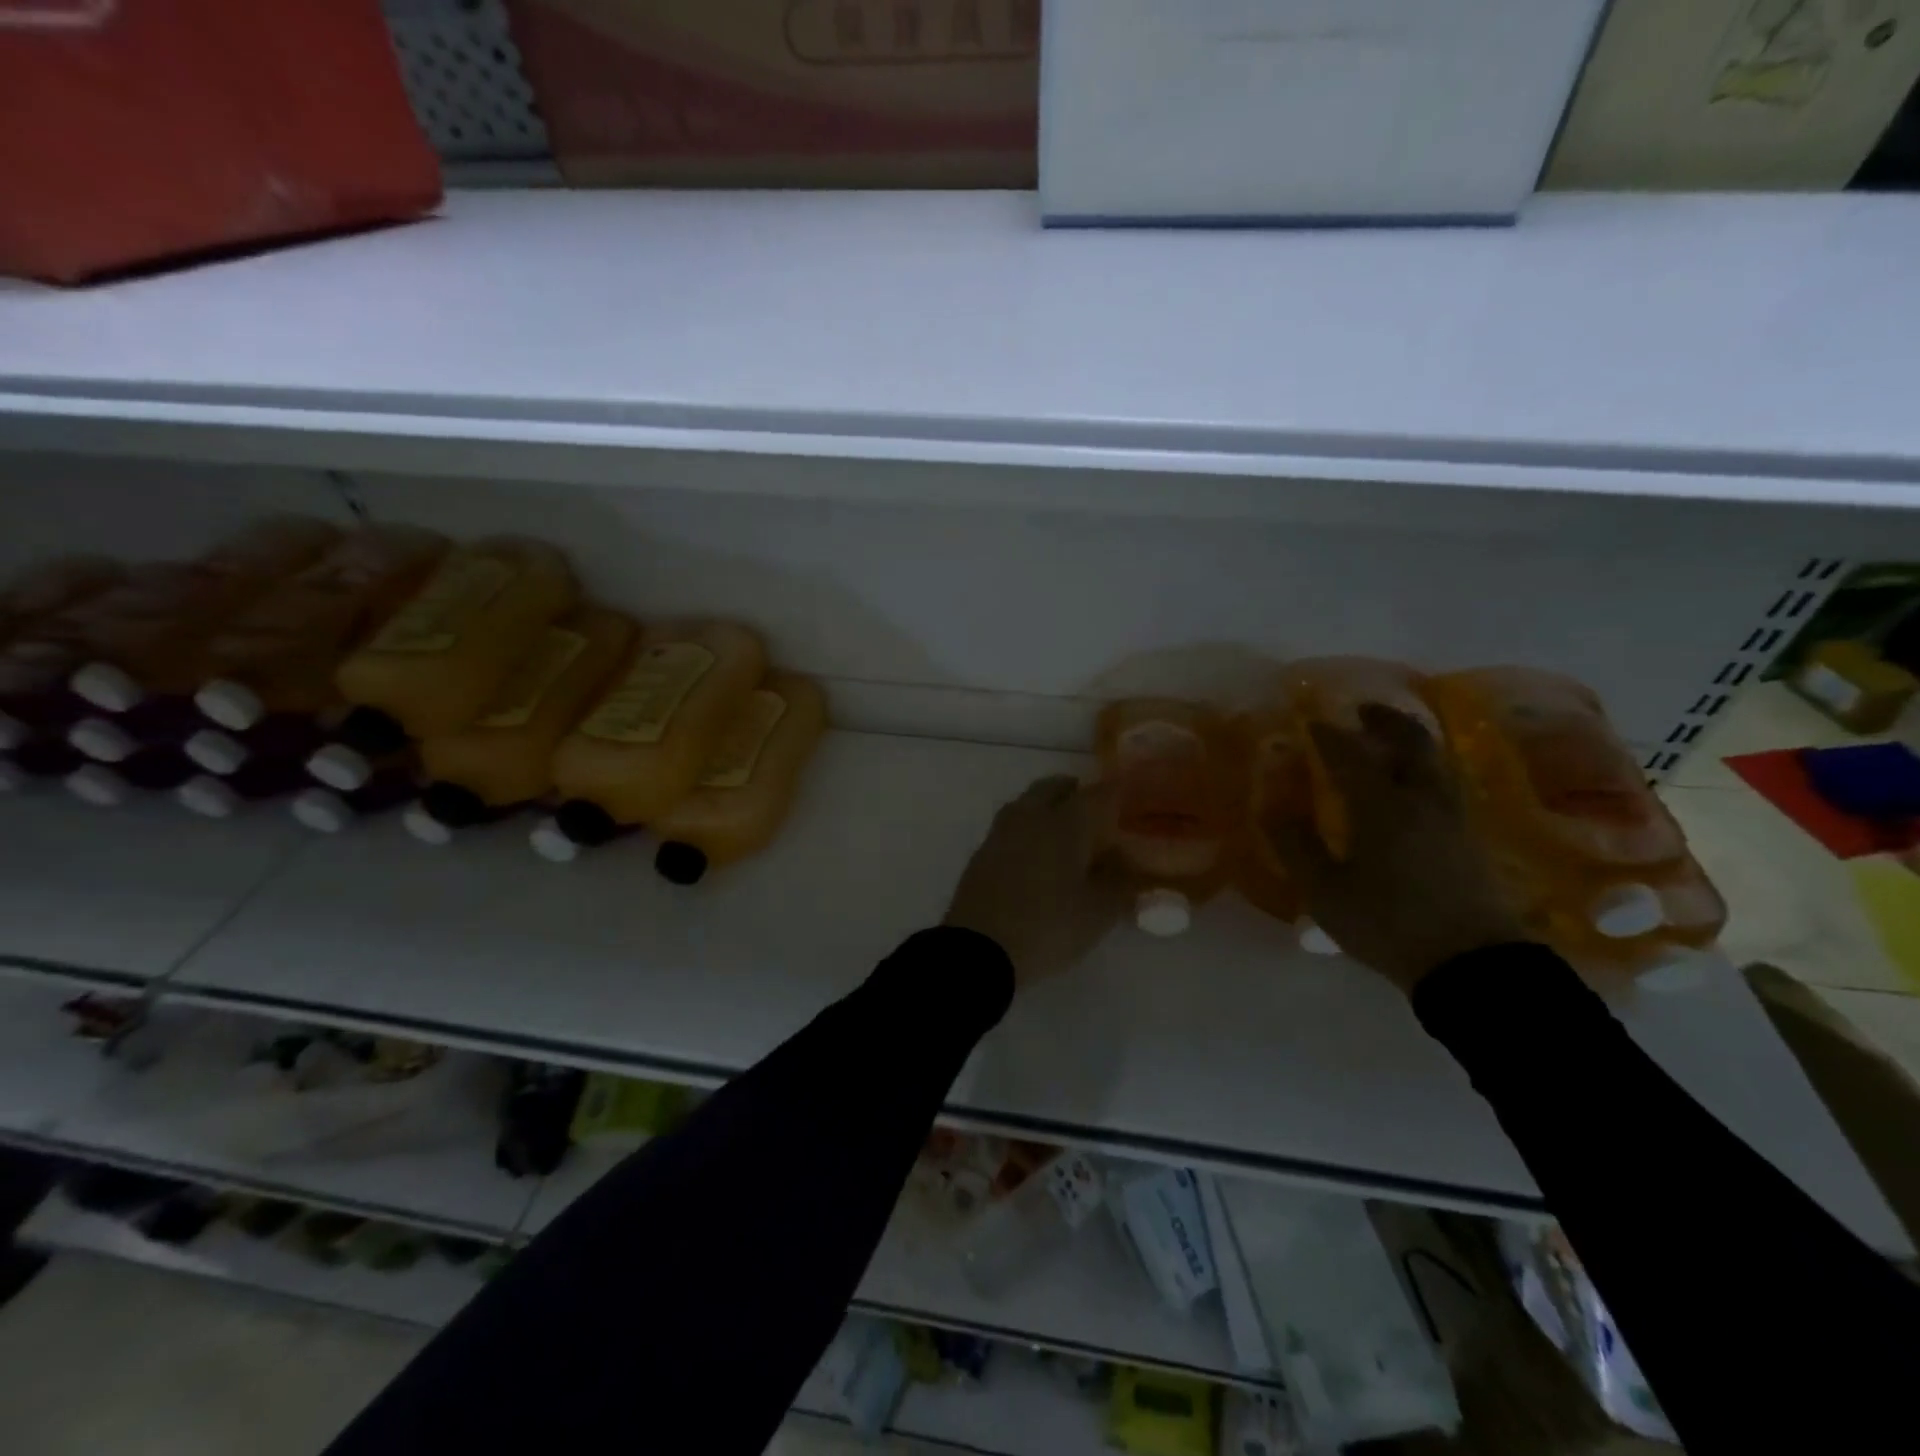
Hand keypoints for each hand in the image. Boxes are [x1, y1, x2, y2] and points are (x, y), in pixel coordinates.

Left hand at [945, 775, 1123, 988]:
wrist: (979, 949)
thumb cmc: (1048, 926)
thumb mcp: (1098, 912)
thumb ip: (1120, 881)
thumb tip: (1126, 860)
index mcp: (1065, 823)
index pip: (1097, 794)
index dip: (1116, 792)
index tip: (1129, 795)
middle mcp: (1031, 817)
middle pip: (1053, 788)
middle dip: (1075, 791)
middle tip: (1093, 808)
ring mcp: (1001, 833)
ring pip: (1027, 803)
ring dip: (1047, 806)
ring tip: (1064, 829)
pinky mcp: (982, 853)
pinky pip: (1011, 827)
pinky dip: (1028, 829)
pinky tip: (1035, 852)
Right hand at [1264, 704, 1526, 992]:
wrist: (1470, 962)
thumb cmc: (1387, 923)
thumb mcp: (1325, 891)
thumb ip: (1297, 846)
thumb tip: (1273, 808)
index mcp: (1380, 806)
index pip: (1351, 756)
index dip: (1329, 736)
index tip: (1312, 722)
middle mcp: (1420, 800)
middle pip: (1410, 743)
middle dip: (1386, 722)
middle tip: (1364, 711)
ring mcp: (1451, 817)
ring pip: (1434, 762)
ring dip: (1410, 741)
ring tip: (1389, 740)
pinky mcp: (1468, 838)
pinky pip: (1444, 784)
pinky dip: (1424, 768)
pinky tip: (1414, 784)